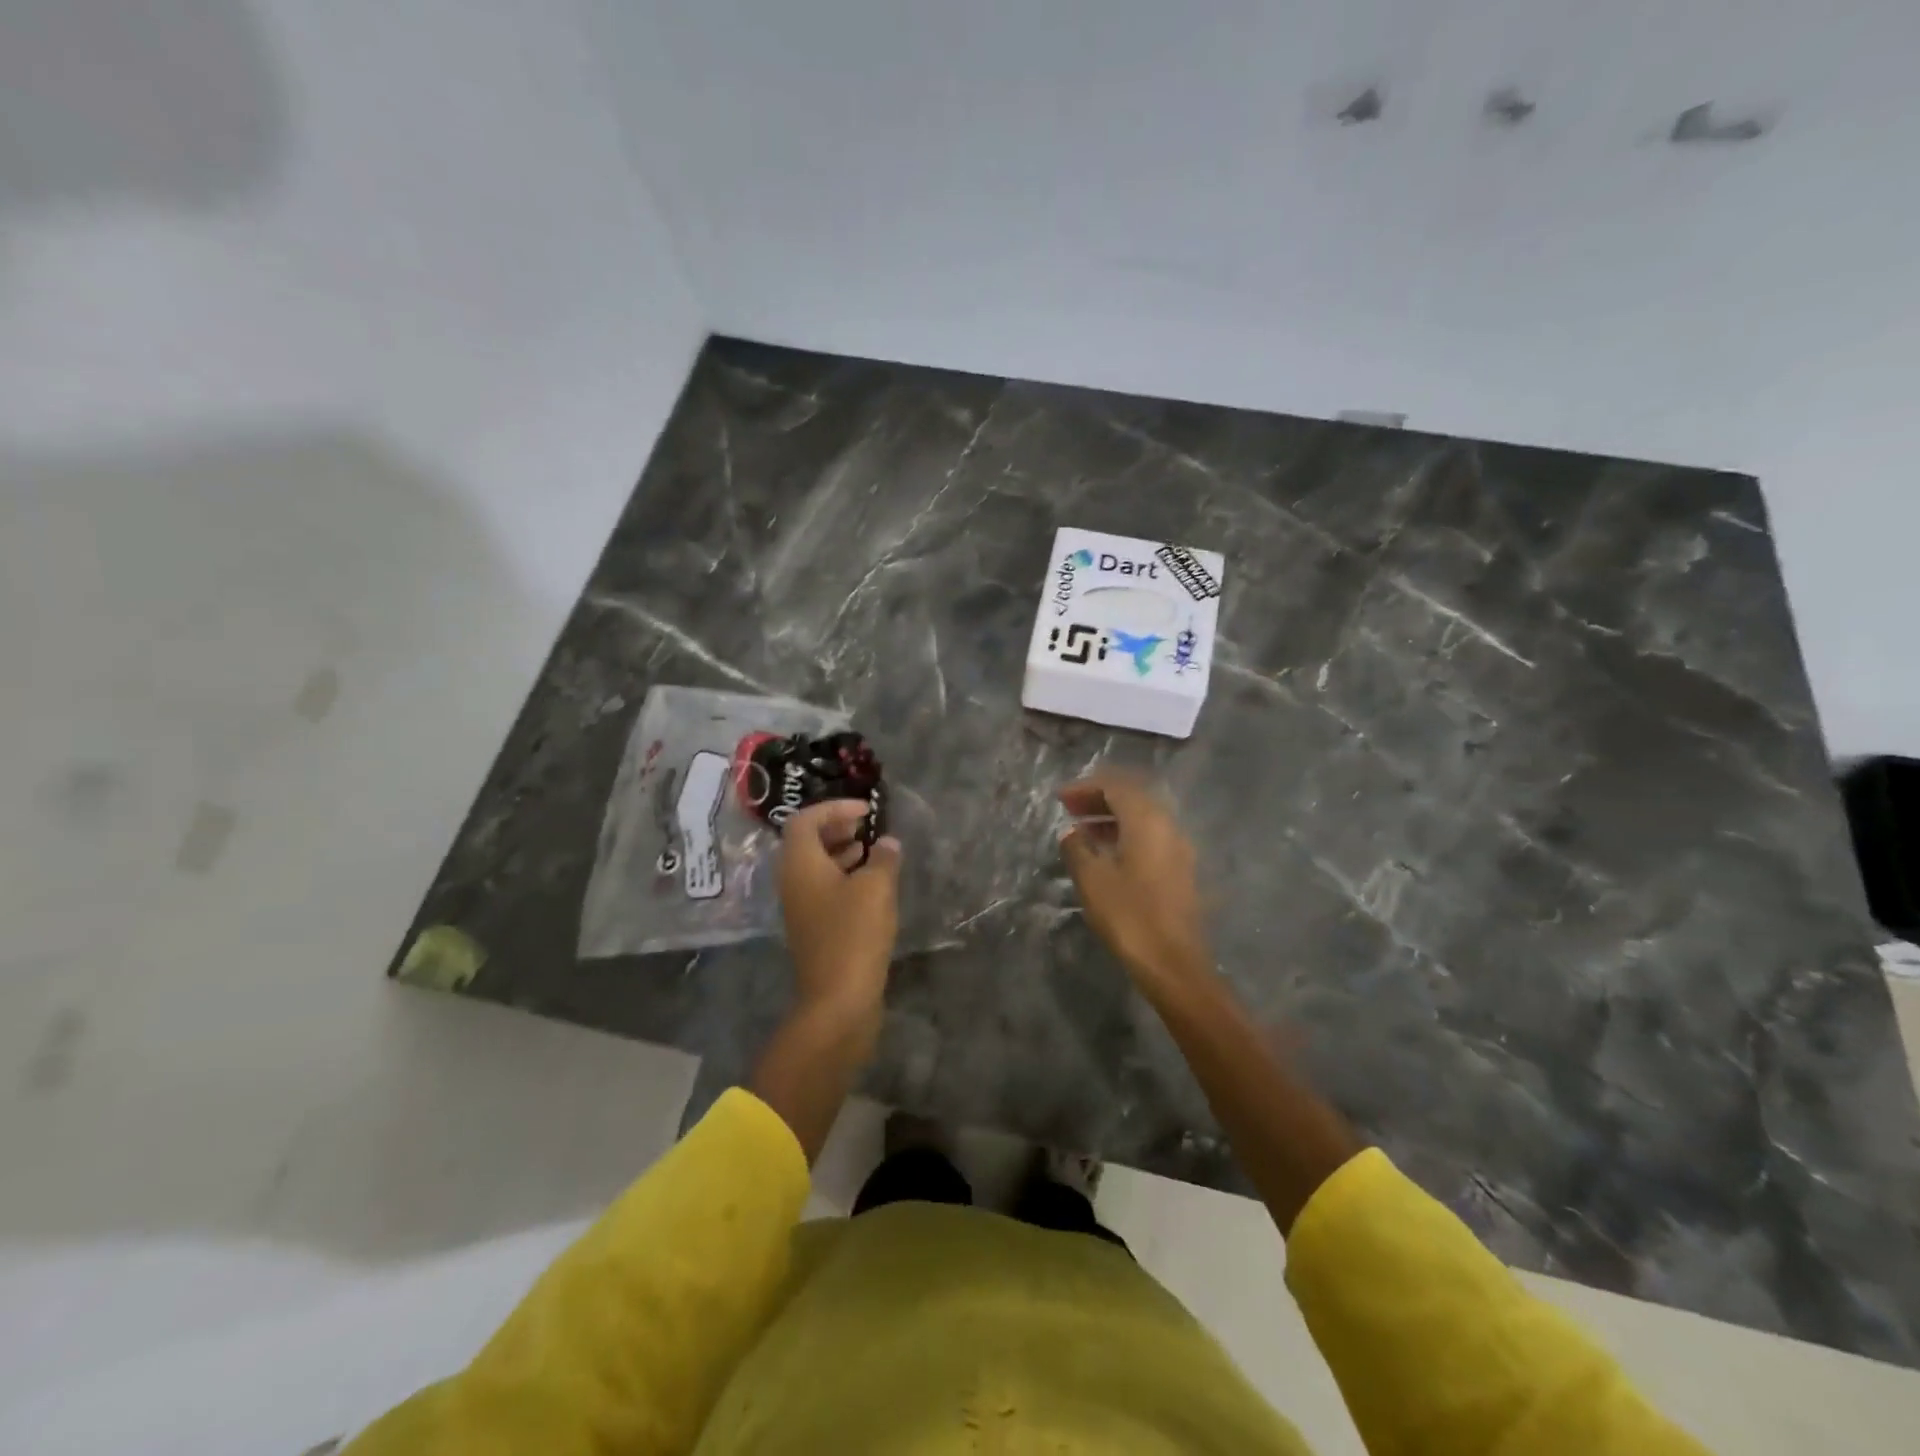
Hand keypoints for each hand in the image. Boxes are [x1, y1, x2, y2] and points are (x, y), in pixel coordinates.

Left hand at [777, 799, 901, 1025]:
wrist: (838, 1000)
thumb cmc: (853, 934)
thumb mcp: (876, 888)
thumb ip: (883, 858)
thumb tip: (887, 843)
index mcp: (800, 864)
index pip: (805, 820)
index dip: (834, 808)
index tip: (865, 810)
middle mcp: (793, 881)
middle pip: (807, 842)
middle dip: (837, 827)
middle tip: (868, 826)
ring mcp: (801, 907)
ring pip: (816, 866)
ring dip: (842, 852)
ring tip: (874, 851)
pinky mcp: (814, 928)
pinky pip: (824, 889)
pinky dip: (845, 877)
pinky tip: (873, 884)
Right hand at [1059, 771, 1213, 998]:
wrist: (1173, 963)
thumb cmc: (1128, 915)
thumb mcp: (1091, 879)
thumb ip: (1077, 848)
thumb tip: (1071, 833)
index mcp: (1147, 821)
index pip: (1116, 786)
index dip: (1085, 787)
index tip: (1060, 798)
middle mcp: (1168, 826)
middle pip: (1133, 797)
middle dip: (1100, 798)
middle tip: (1070, 809)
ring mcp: (1179, 848)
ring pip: (1143, 818)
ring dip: (1112, 817)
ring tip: (1083, 831)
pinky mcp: (1181, 869)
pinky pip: (1151, 837)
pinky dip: (1126, 834)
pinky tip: (1106, 854)